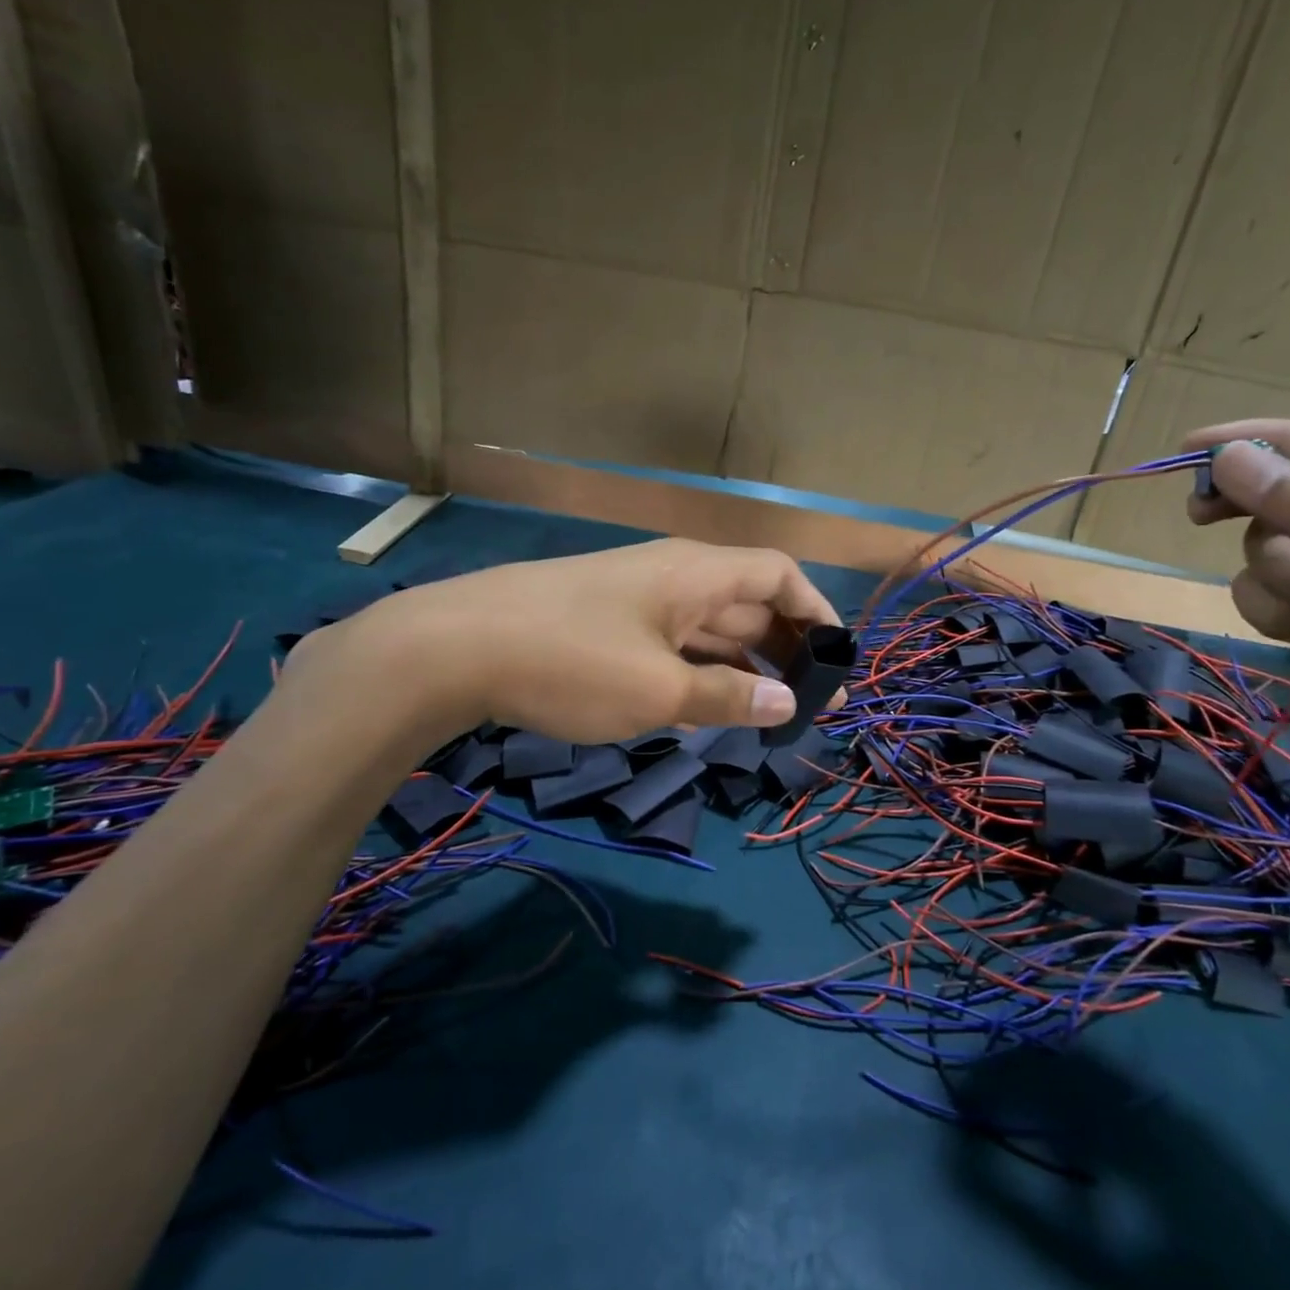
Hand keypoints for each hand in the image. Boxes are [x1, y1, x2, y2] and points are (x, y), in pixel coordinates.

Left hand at [325, 538, 842, 744]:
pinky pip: (675, 645)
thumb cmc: (571, 661)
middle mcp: (675, 578)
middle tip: (812, 703)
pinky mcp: (608, 626)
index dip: (816, 611)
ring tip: (771, 714)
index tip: (836, 659)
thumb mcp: (658, 690)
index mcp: (697, 574)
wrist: (453, 648)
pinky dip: (702, 673)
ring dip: (744, 667)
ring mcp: (638, 602)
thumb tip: (785, 704)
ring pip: (710, 630)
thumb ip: (727, 698)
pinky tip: (709, 709)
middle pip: (749, 604)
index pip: (778, 575)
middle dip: (786, 650)